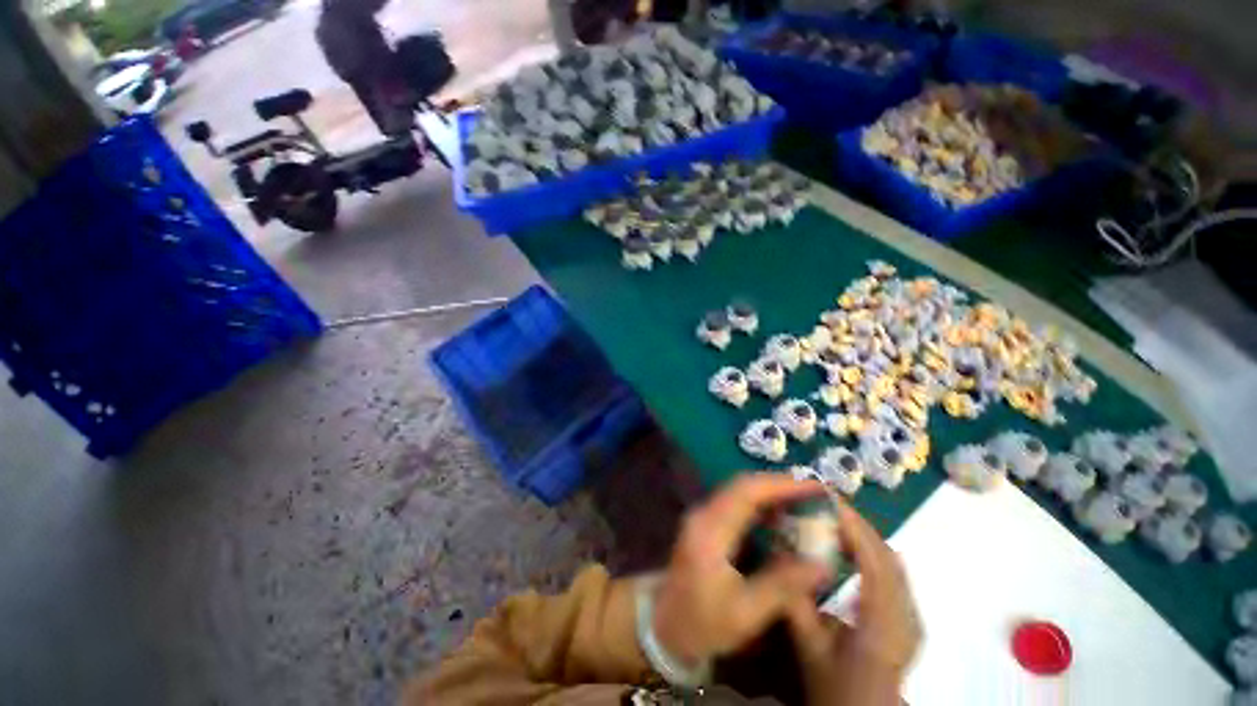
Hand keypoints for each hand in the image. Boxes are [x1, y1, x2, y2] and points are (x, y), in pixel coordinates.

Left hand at [652, 474, 832, 666]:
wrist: (663, 626)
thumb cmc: (702, 624)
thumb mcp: (745, 614)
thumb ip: (783, 586)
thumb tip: (823, 564)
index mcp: (710, 530)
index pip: (746, 492)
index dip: (782, 485)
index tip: (816, 488)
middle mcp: (704, 513)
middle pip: (743, 485)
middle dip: (780, 486)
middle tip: (816, 494)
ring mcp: (703, 515)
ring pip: (740, 492)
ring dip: (772, 493)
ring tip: (806, 503)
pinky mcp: (707, 523)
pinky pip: (737, 503)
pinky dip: (762, 505)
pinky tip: (782, 518)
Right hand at [785, 497, 920, 704]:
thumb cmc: (835, 686)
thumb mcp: (808, 646)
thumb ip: (795, 599)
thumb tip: (781, 554)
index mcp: (882, 623)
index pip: (874, 561)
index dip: (852, 525)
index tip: (825, 498)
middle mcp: (905, 614)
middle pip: (886, 555)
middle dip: (856, 523)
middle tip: (823, 502)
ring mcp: (911, 615)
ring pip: (891, 561)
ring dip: (863, 534)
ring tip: (833, 516)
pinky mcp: (907, 617)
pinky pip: (892, 572)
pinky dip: (871, 550)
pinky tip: (852, 546)